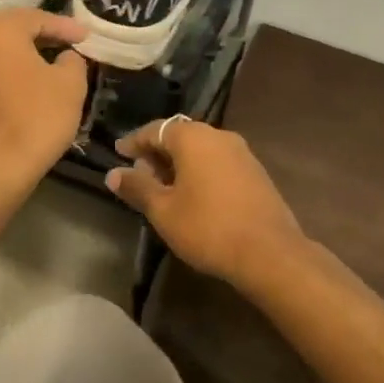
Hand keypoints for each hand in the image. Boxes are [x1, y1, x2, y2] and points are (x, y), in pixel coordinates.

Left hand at [0, 9, 90, 184]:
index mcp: (0, 33)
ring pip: (2, 55)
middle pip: (13, 31)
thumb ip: (73, 60)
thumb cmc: (38, 116)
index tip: (87, 36)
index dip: (66, 26)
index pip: (37, 18)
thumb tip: (66, 57)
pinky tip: (34, 90)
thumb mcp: (71, 84)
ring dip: (28, 56)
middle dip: (42, 34)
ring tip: (54, 64)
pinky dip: (16, 76)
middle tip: (68, 42)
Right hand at [107, 118, 307, 286]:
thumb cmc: (208, 227)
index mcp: (193, 138)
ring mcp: (242, 153)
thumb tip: (113, 174)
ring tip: (164, 188)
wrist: (269, 253)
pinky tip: (194, 196)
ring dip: (179, 164)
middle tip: (139, 174)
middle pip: (180, 136)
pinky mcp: (256, 173)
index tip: (119, 153)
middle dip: (157, 153)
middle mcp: (219, 136)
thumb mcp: (163, 210)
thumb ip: (137, 187)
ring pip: (201, 150)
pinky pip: (218, 163)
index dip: (134, 141)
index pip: (155, 129)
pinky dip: (200, 172)